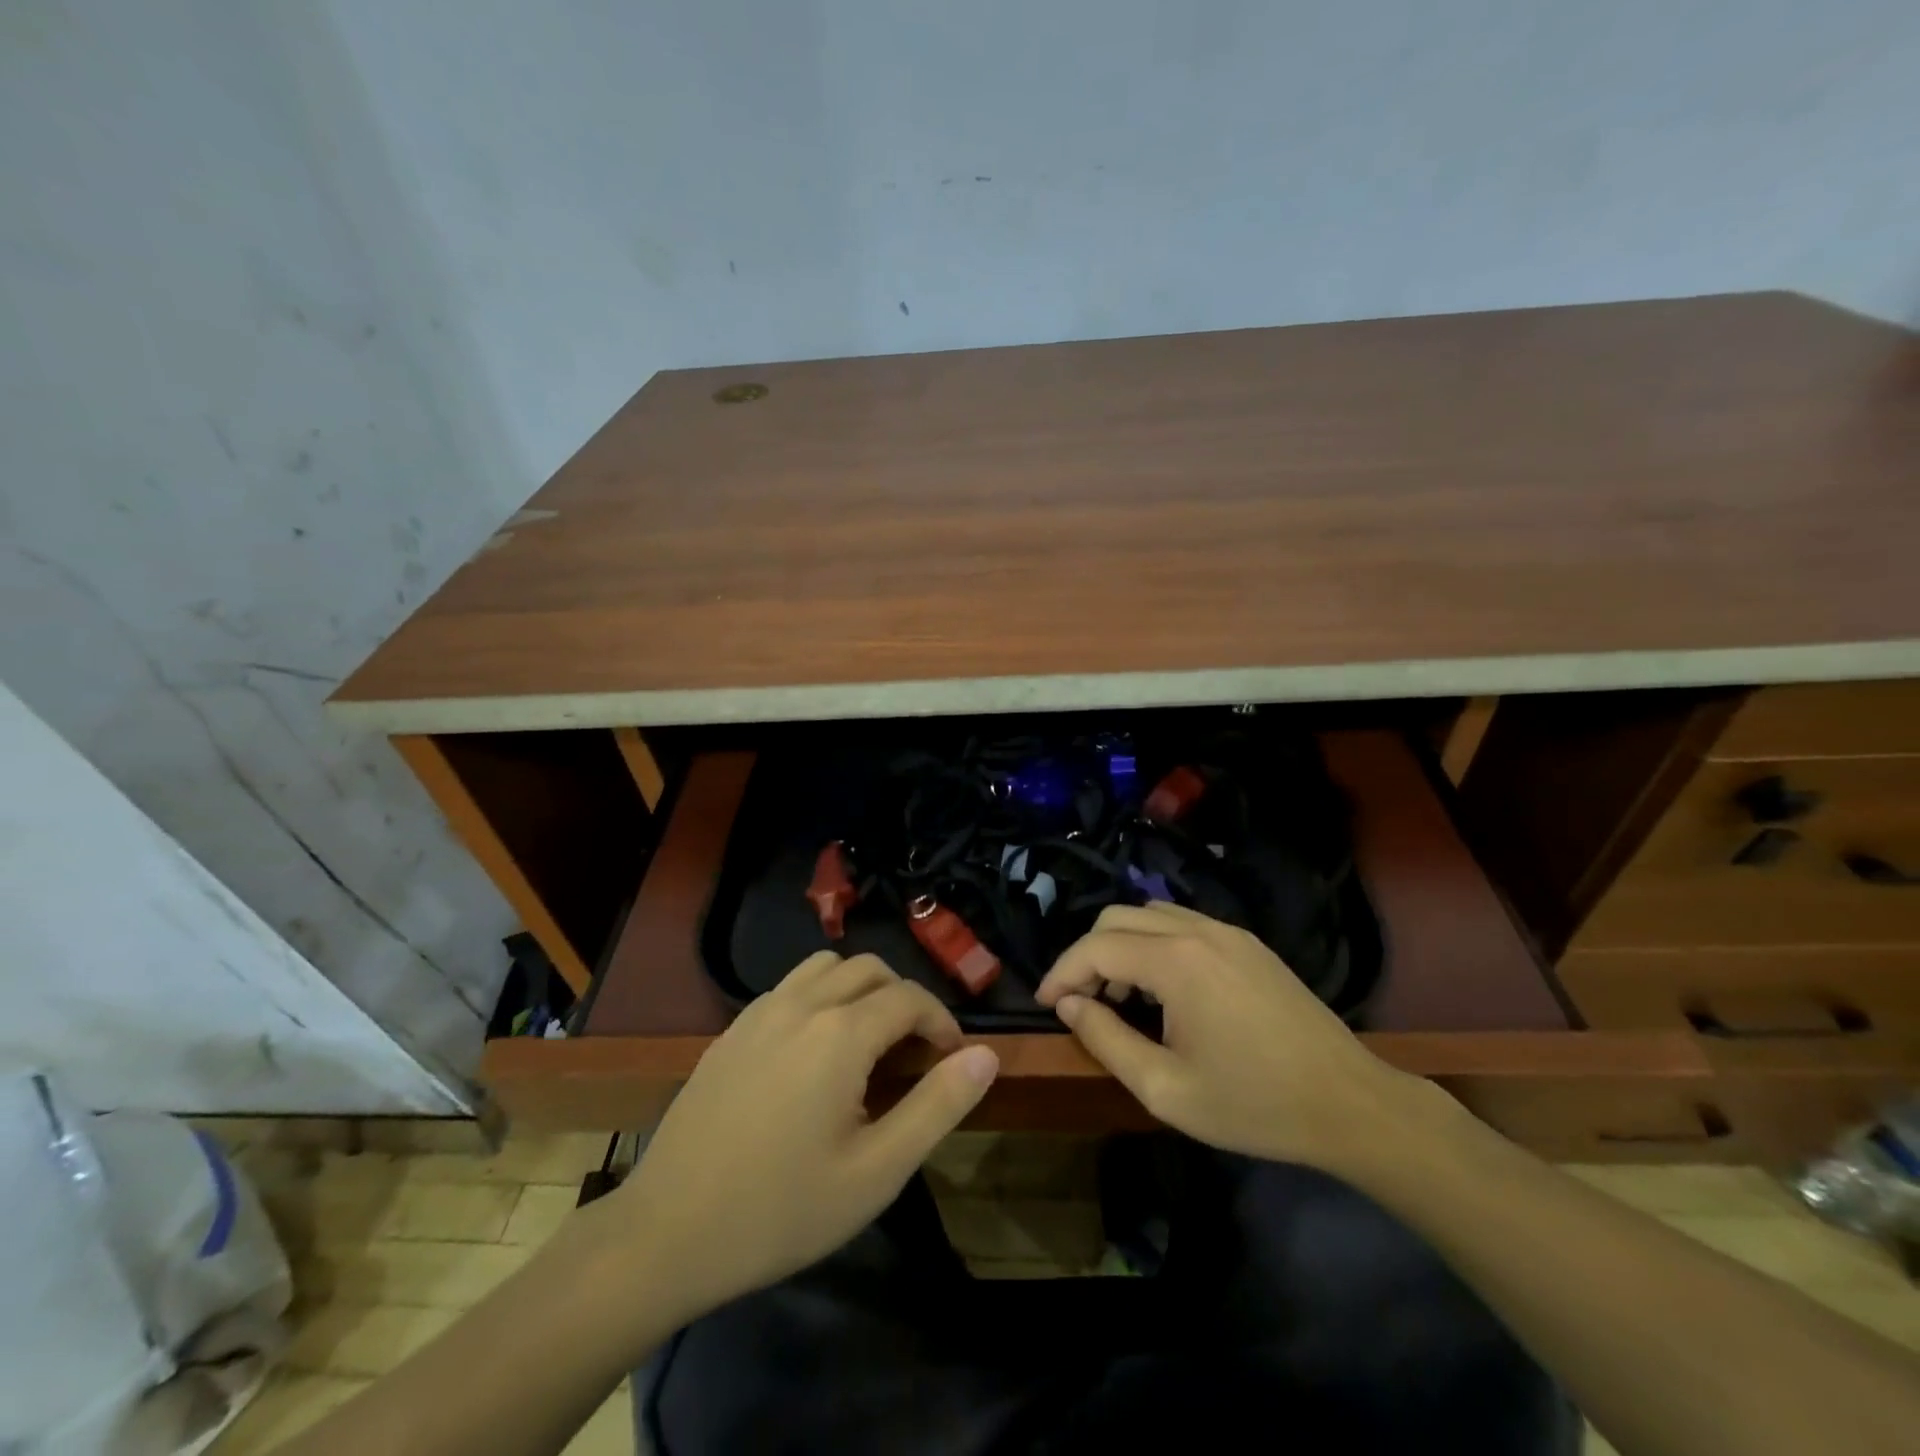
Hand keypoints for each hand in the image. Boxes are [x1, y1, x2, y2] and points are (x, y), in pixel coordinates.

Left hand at [605, 953, 997, 1323]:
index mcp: (840, 1033)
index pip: (910, 998)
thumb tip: (986, 1055)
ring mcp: (759, 1012)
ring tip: (868, 1041)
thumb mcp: (876, 1171)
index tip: (952, 1059)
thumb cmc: (782, 1210)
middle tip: (914, 1051)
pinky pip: (790, 987)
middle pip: (870, 969)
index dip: (942, 1022)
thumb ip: (938, 1106)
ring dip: (860, 988)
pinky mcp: (732, 1029)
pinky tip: (814, 1052)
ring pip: (826, 966)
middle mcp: (801, 1004)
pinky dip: (820, 996)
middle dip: (904, 999)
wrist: (666, 1234)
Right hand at [1036, 902, 1420, 1171]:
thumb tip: (1069, 1004)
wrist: (1351, 1104)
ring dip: (1121, 946)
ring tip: (1121, 997)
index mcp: (1176, 961)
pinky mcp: (1248, 943)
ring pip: (1150, 914)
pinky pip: (1183, 924)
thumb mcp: (1165, 1089)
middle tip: (1082, 1002)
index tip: (1045, 1004)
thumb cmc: (1253, 1104)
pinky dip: (1154, 944)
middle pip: (1117, 918)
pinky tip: (1164, 990)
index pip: (1096, 947)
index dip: (1061, 972)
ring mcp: (1228, 932)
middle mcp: (1198, 929)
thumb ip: (1106, 1040)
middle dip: (1088, 955)